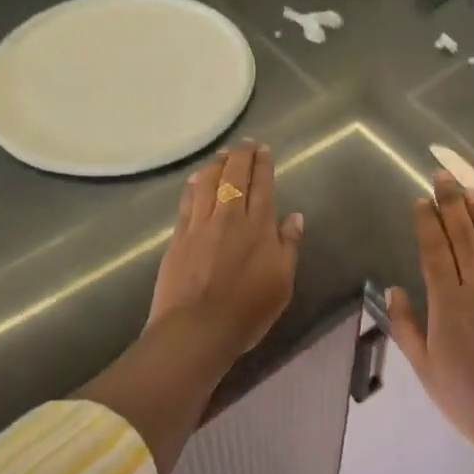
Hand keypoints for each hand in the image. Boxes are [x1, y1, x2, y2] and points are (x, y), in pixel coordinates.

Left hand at [149, 142, 304, 359]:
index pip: (262, 185)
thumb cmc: (247, 311)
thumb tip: (295, 217)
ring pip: (208, 182)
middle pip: (234, 176)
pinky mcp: (178, 236)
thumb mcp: (282, 283)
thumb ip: (289, 246)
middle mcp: (229, 217)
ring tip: (222, 155)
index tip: (263, 149)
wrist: (196, 329)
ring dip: (217, 164)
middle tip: (245, 144)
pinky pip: (188, 200)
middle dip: (240, 156)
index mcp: (258, 227)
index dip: (263, 164)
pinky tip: (197, 179)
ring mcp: (200, 225)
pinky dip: (195, 184)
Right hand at [387, 173, 473, 465]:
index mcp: (448, 304)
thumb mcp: (426, 369)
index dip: (427, 223)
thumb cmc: (468, 400)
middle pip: (462, 238)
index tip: (421, 199)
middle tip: (444, 175)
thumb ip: (407, 326)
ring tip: (470, 191)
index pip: (435, 252)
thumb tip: (394, 290)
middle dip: (451, 204)